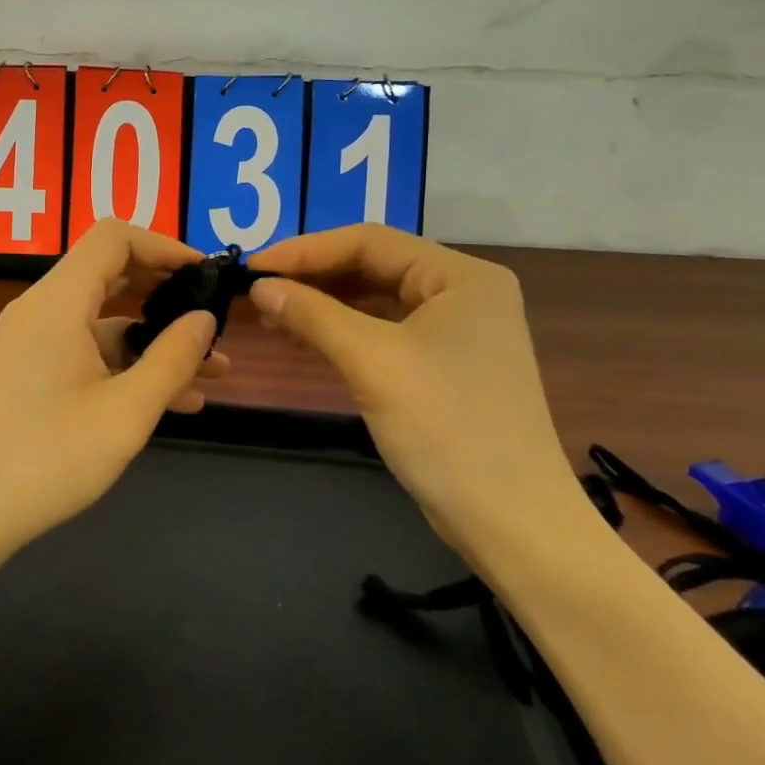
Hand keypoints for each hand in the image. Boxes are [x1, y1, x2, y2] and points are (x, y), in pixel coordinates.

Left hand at [0, 220, 226, 563]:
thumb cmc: (43, 460)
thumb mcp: (125, 413)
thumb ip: (172, 360)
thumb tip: (204, 318)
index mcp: (59, 302)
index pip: (114, 237)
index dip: (164, 245)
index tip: (206, 275)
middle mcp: (40, 310)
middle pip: (110, 274)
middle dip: (166, 294)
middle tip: (212, 320)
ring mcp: (29, 343)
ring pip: (102, 321)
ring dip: (153, 340)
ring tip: (211, 373)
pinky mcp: (24, 373)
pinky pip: (84, 351)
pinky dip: (124, 365)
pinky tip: (167, 401)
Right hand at [246, 224, 584, 553]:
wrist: (511, 523)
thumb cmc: (447, 428)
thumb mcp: (373, 362)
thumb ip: (313, 315)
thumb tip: (259, 286)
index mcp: (461, 276)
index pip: (370, 241)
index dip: (306, 250)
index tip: (252, 266)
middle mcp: (462, 292)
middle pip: (373, 267)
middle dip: (312, 277)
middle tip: (256, 290)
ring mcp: (455, 330)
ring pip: (375, 300)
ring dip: (322, 305)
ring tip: (270, 314)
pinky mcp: (443, 365)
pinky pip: (383, 331)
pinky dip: (342, 332)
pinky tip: (303, 338)